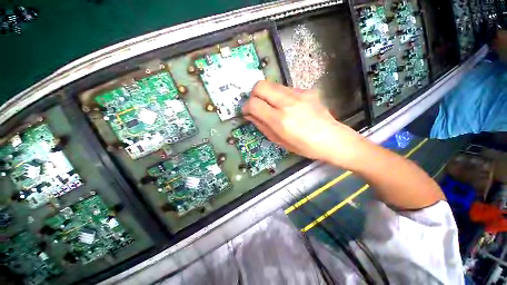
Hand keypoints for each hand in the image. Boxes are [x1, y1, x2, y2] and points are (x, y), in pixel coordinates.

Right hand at [242, 81, 364, 165]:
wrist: (332, 138)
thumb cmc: (304, 146)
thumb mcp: (279, 141)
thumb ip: (262, 126)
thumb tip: (250, 115)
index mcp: (280, 120)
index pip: (254, 103)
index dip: (246, 107)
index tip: (247, 112)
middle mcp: (288, 103)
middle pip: (260, 86)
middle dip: (253, 95)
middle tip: (257, 106)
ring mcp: (298, 94)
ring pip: (271, 84)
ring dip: (266, 94)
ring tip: (271, 106)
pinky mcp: (306, 90)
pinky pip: (284, 88)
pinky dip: (278, 95)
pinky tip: (286, 106)